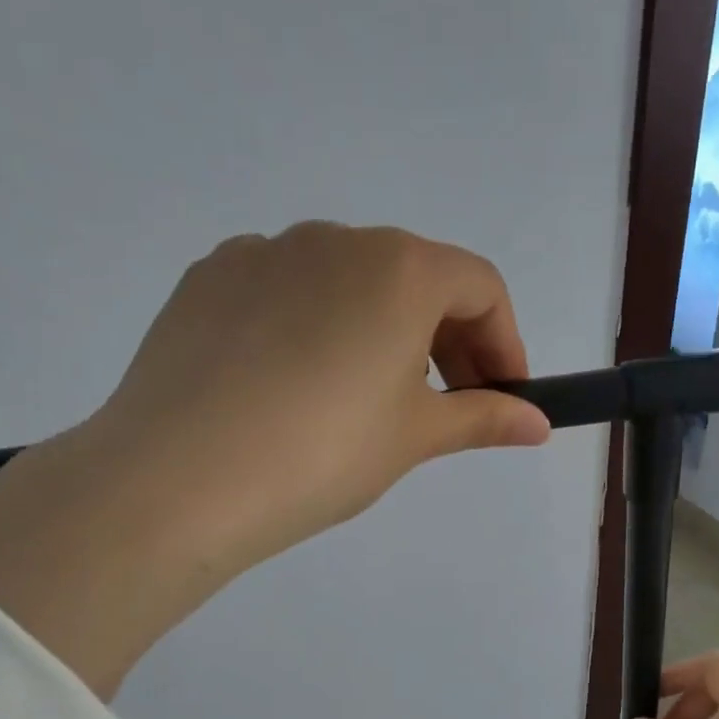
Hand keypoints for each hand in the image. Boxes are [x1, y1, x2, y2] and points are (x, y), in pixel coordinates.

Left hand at [0, 223, 551, 696]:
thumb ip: (483, 419)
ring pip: (348, 283)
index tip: (504, 400)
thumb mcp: (415, 437)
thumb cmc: (324, 453)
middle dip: (449, 341)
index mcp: (398, 267)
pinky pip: (287, 293)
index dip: (505, 344)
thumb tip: (538, 424)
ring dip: (382, 332)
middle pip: (416, 278)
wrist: (181, 478)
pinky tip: (297, 390)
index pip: (481, 287)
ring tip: (369, 403)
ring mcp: (262, 253)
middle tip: (448, 409)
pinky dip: (316, 329)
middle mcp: (333, 239)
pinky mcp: (209, 280)